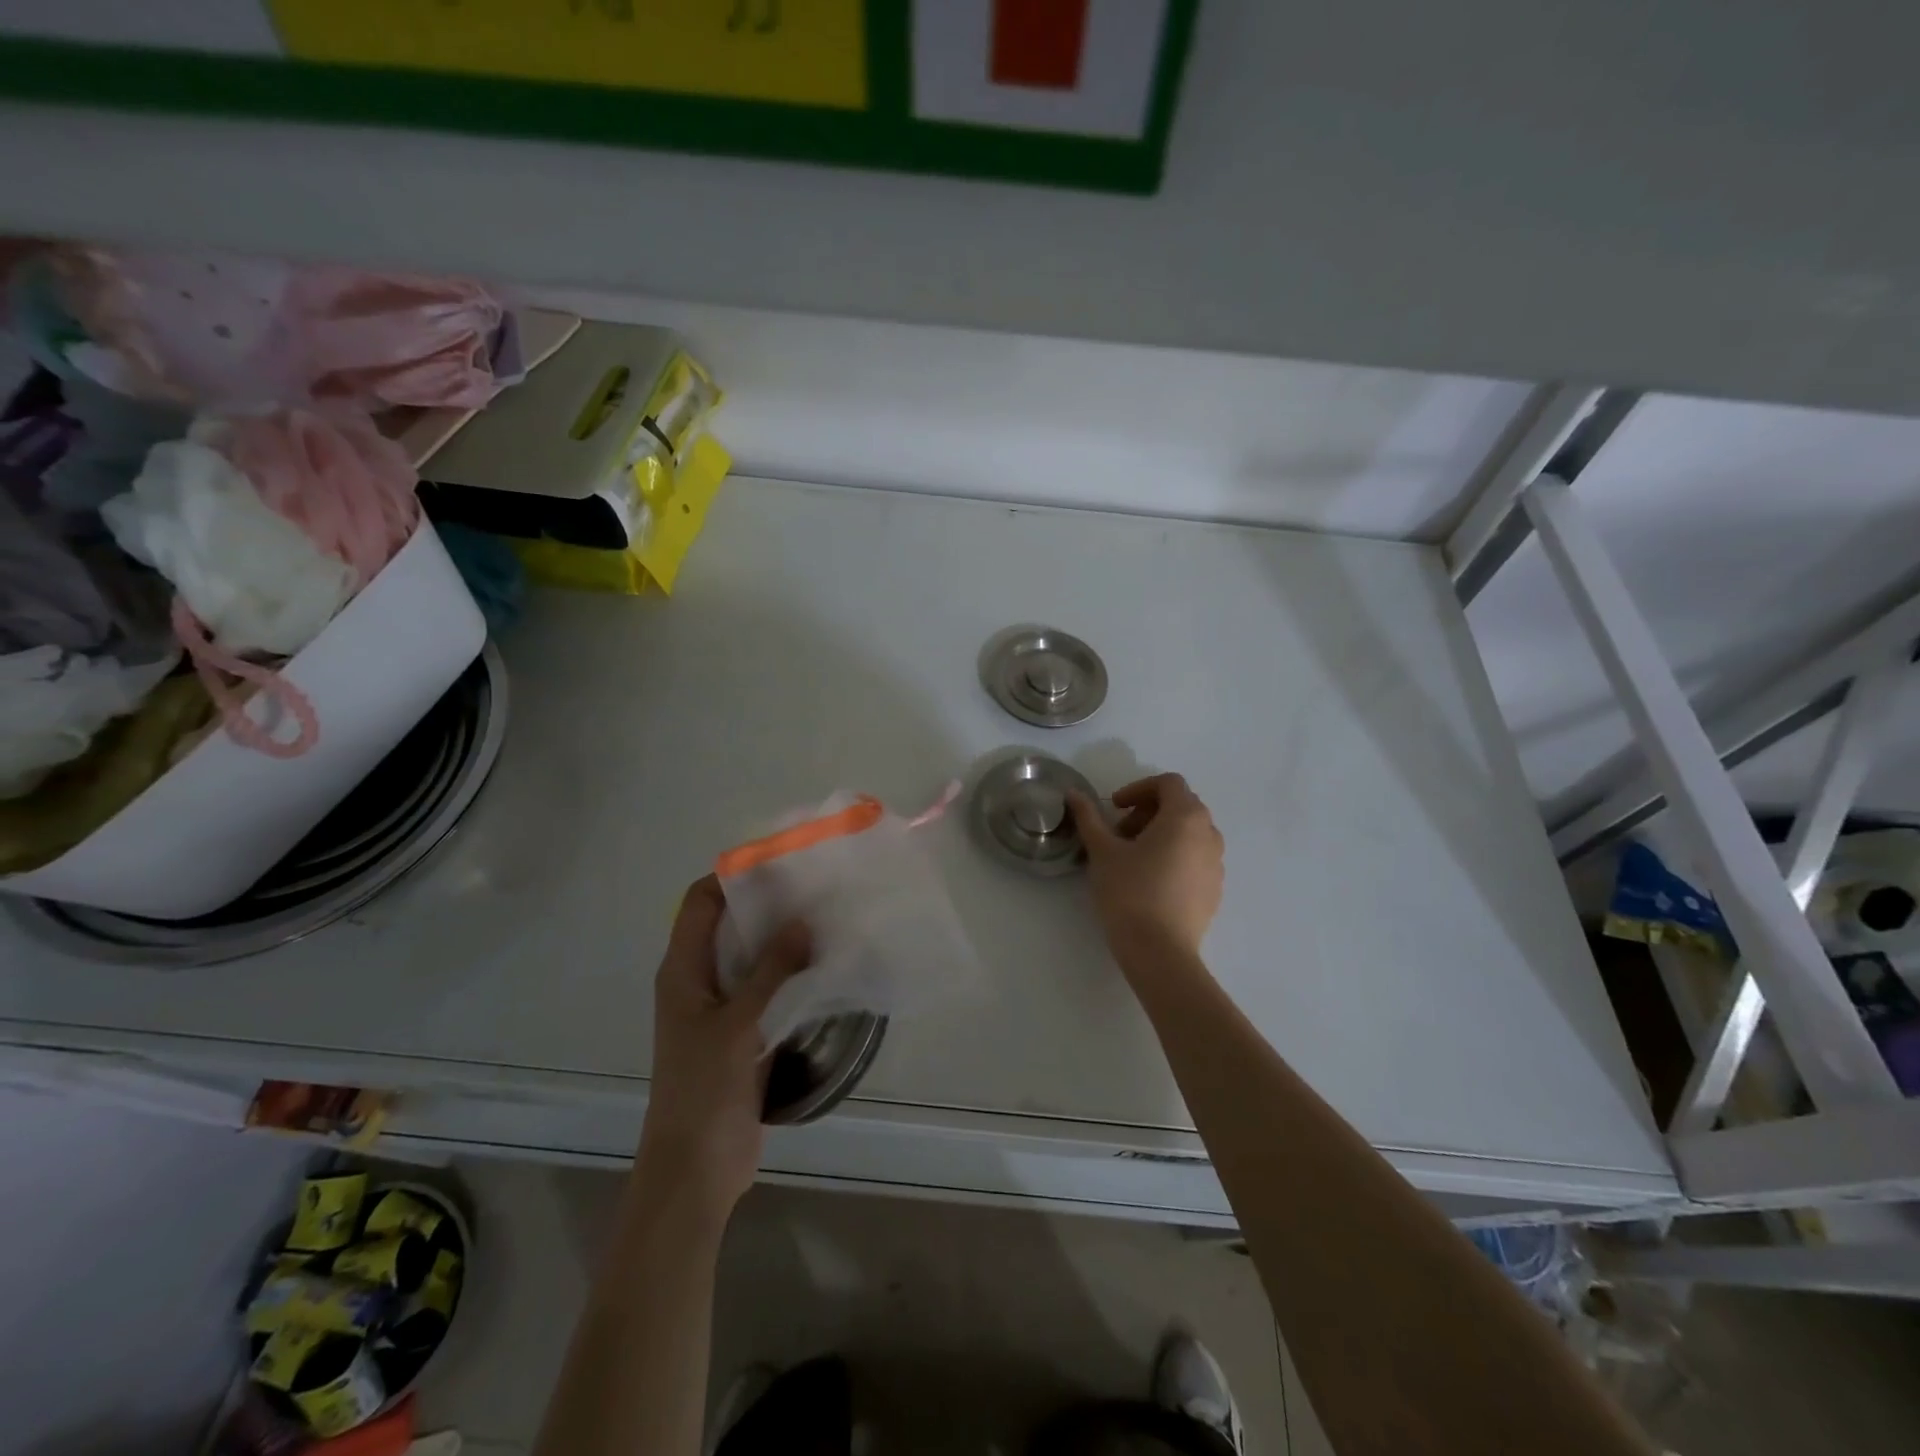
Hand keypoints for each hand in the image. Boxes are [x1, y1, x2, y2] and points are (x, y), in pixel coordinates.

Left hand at [635, 875, 811, 1221]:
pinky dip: (791, 975)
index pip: (701, 902)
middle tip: (815, 887)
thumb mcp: (738, 1024)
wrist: (695, 1170)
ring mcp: (722, 1009)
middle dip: (767, 905)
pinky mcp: (744, 1034)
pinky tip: (826, 966)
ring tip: (828, 918)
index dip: (733, 876)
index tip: (779, 862)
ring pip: (752, 958)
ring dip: (783, 941)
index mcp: (682, 970)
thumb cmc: (704, 1089)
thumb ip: (771, 971)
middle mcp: (699, 981)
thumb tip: (803, 922)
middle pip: (729, 925)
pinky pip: (767, 991)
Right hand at [1069, 774, 1224, 955]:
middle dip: (1148, 812)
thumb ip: (1089, 816)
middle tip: (1119, 834)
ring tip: (1133, 858)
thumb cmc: (1130, 892)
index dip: (1138, 789)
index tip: (1114, 808)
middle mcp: (1209, 834)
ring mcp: (1217, 864)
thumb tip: (1073, 792)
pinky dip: (1174, 857)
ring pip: (1189, 834)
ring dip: (1161, 834)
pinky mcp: (1215, 890)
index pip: (1168, 783)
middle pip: (1180, 806)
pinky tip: (1150, 882)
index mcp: (1186, 817)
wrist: (1160, 952)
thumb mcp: (1102, 851)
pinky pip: (1195, 859)